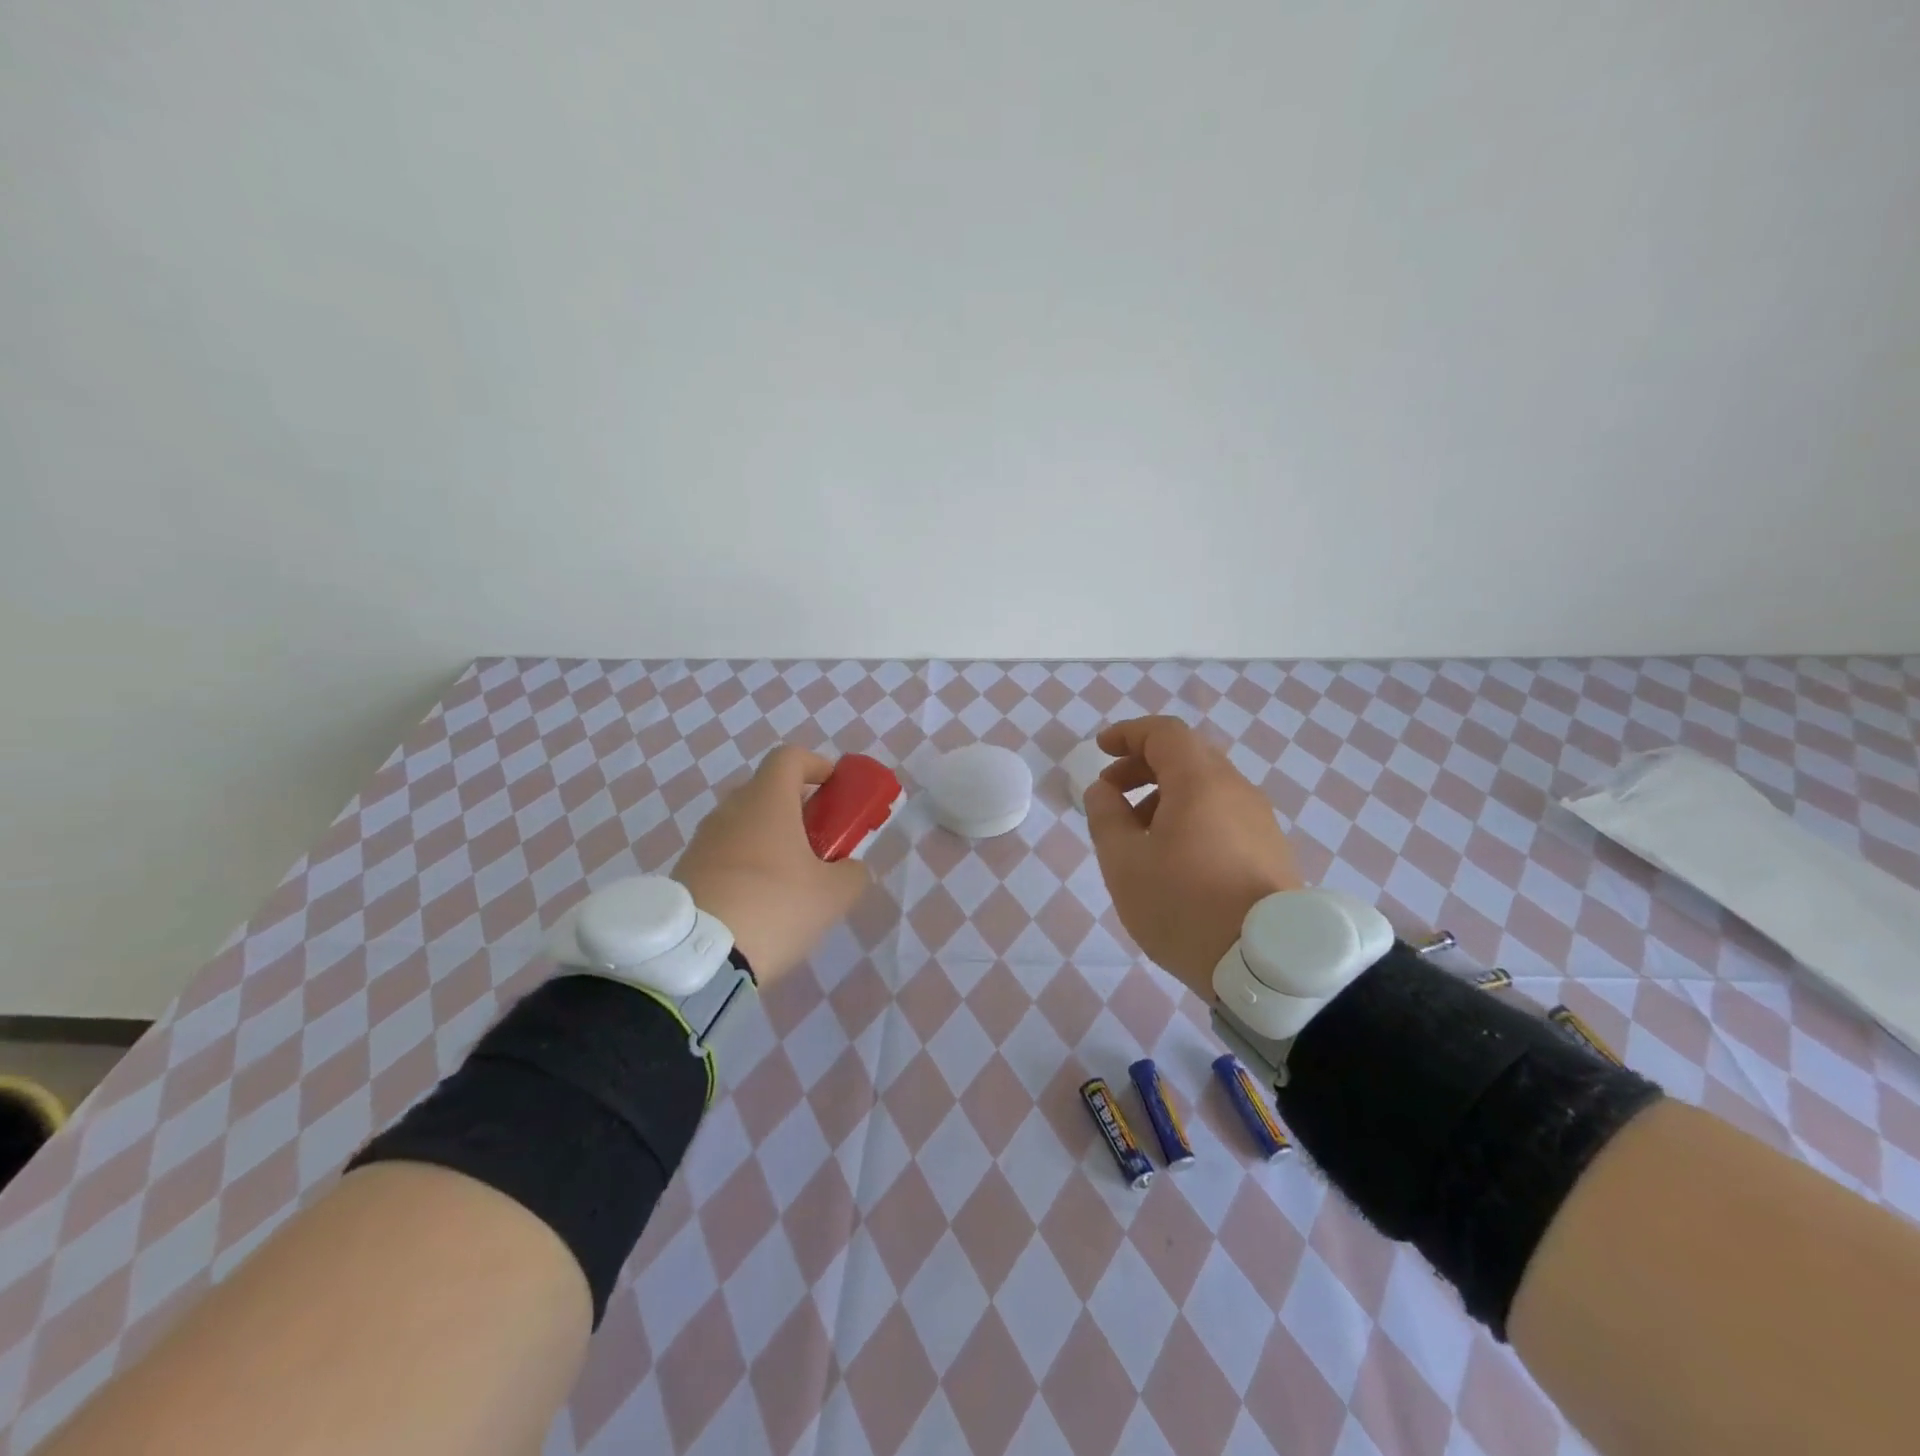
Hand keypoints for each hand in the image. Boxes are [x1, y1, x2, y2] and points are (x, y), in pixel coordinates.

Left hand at [672, 746, 870, 983]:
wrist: (696, 958)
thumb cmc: (774, 907)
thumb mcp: (833, 895)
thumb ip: (852, 873)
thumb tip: (850, 868)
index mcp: (767, 801)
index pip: (790, 757)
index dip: (816, 765)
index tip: (834, 788)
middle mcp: (730, 810)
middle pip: (767, 792)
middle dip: (797, 809)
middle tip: (819, 843)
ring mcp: (702, 840)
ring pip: (744, 825)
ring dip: (770, 840)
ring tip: (791, 881)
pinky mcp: (685, 871)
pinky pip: (724, 855)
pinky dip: (745, 866)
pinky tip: (759, 905)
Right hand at [1084, 716, 1304, 997]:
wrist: (1267, 964)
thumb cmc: (1184, 904)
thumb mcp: (1124, 862)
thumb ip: (1106, 817)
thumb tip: (1103, 790)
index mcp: (1200, 782)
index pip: (1164, 733)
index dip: (1128, 734)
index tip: (1101, 749)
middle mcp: (1236, 790)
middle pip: (1187, 757)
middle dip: (1142, 766)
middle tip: (1111, 793)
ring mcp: (1259, 821)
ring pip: (1206, 788)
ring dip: (1165, 795)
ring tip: (1136, 834)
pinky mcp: (1270, 850)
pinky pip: (1223, 815)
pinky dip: (1190, 816)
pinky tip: (1173, 858)